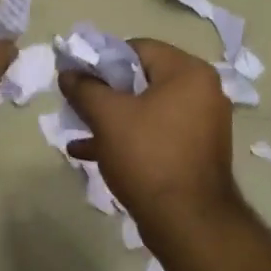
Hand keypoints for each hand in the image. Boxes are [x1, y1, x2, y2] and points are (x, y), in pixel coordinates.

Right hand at [59, 38, 240, 223]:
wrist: (187, 222)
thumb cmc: (148, 156)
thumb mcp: (108, 116)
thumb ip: (84, 88)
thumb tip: (68, 73)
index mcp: (188, 72)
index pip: (138, 48)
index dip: (103, 59)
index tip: (78, 77)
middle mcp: (202, 92)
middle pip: (142, 79)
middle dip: (105, 92)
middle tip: (76, 104)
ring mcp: (202, 124)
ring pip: (147, 109)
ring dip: (112, 118)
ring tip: (78, 129)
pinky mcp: (195, 152)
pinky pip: (156, 133)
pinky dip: (128, 137)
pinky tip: (91, 152)